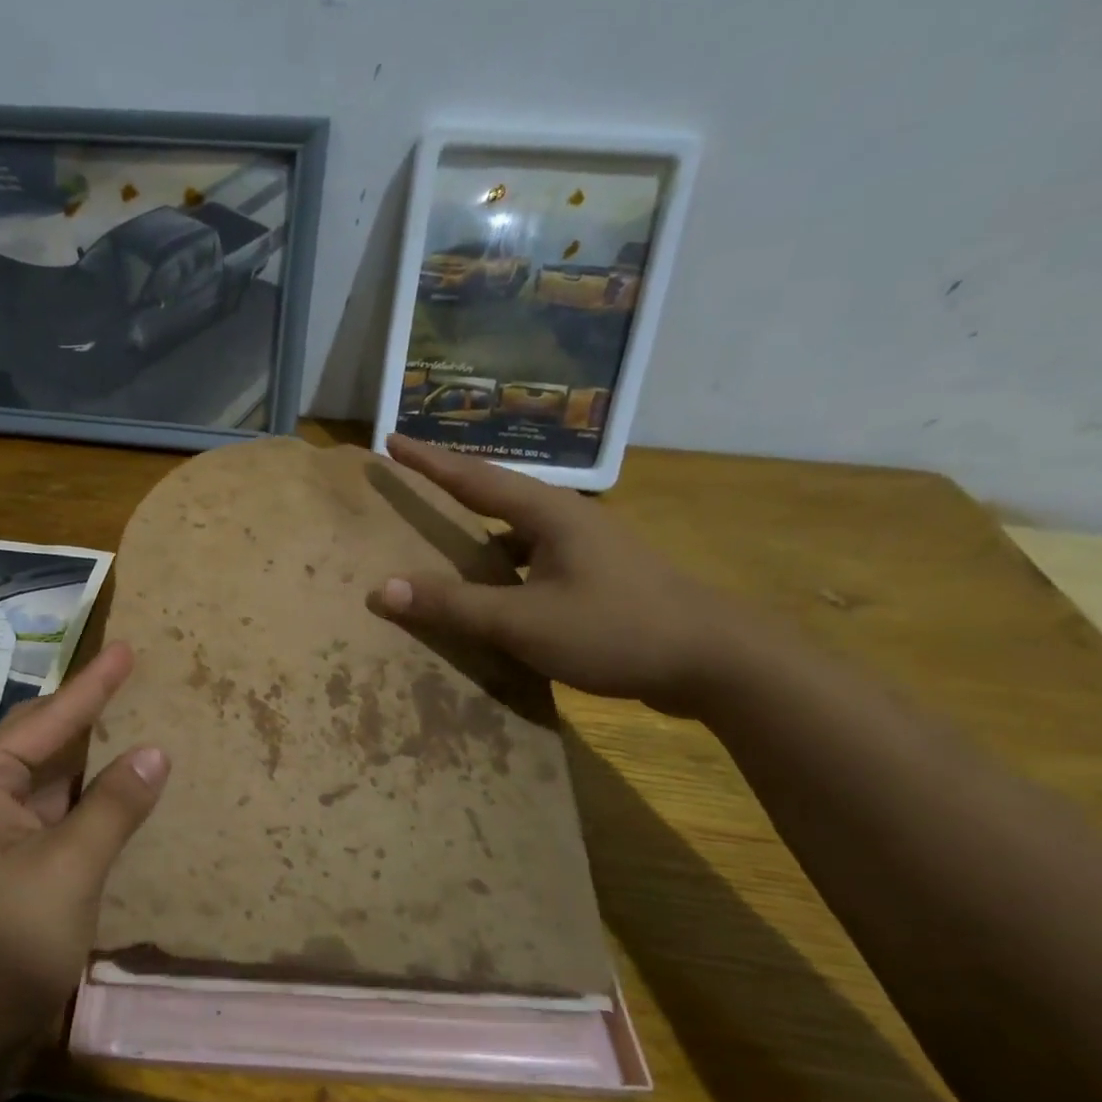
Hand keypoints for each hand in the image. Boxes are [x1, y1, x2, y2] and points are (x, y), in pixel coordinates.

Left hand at [0, 643, 167, 1091]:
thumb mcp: (65, 874)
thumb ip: (112, 809)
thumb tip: (154, 751)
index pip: (47, 719)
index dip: (94, 684)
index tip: (128, 648)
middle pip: (40, 743)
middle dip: (88, 714)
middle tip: (133, 678)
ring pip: (45, 785)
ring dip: (88, 762)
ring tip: (132, 723)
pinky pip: (46, 822)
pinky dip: (82, 806)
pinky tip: (113, 796)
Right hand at [370, 435, 750, 715]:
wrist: (719, 661)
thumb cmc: (616, 630)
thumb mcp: (524, 622)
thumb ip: (454, 605)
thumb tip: (382, 589)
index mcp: (549, 514)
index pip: (473, 477)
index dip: (428, 460)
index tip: (390, 440)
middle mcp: (568, 520)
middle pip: (496, 493)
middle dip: (450, 485)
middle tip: (410, 482)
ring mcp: (588, 548)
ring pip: (517, 528)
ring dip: (477, 528)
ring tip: (440, 536)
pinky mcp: (599, 577)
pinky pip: (533, 558)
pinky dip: (502, 564)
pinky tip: (492, 588)